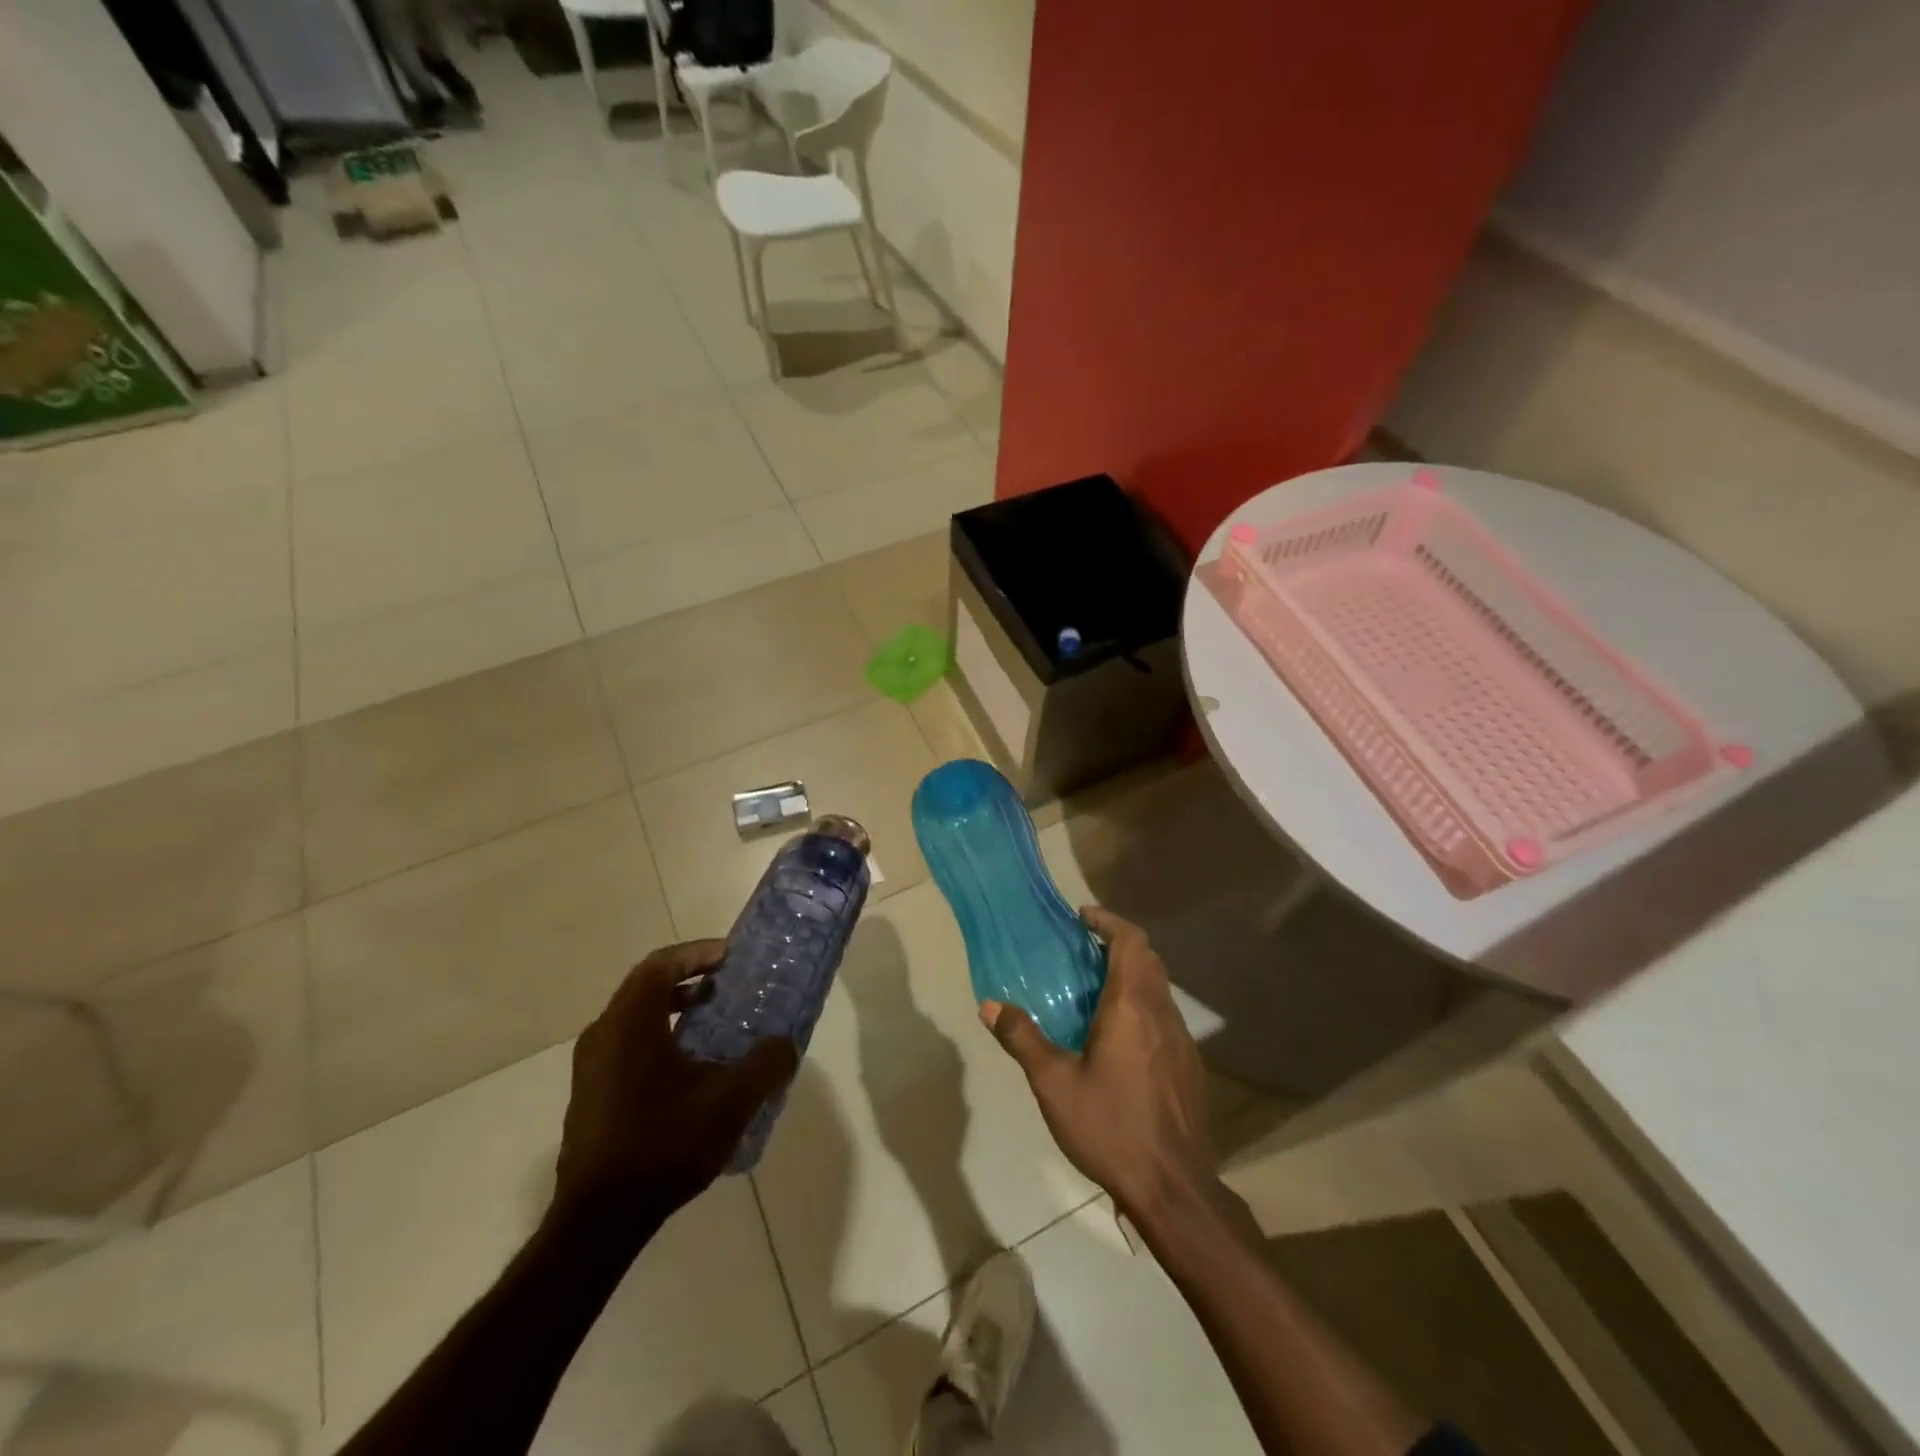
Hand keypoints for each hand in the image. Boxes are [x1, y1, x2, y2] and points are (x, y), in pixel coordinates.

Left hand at [556, 941, 796, 1226]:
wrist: (599, 1221)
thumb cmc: (664, 1145)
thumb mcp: (730, 1102)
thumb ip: (766, 1064)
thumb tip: (786, 1045)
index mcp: (630, 1023)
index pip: (660, 964)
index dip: (696, 953)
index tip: (729, 956)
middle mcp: (603, 1035)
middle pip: (645, 987)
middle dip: (688, 978)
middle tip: (726, 984)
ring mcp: (591, 1067)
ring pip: (635, 1018)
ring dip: (674, 1010)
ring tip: (714, 1023)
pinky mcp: (590, 1096)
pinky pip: (627, 1046)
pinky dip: (660, 1038)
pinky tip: (690, 1070)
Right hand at [982, 907, 1216, 1224]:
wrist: (1174, 1188)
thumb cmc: (1111, 1128)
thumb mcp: (1054, 1084)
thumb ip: (1023, 1039)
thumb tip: (990, 1005)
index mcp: (1132, 1007)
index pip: (1131, 941)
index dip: (1108, 921)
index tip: (1082, 917)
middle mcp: (1162, 1013)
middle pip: (1148, 958)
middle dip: (1117, 943)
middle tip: (1082, 949)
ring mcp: (1181, 1040)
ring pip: (1159, 987)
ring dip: (1131, 974)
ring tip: (1094, 988)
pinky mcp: (1188, 1065)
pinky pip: (1164, 1015)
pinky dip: (1142, 1004)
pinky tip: (1118, 1036)